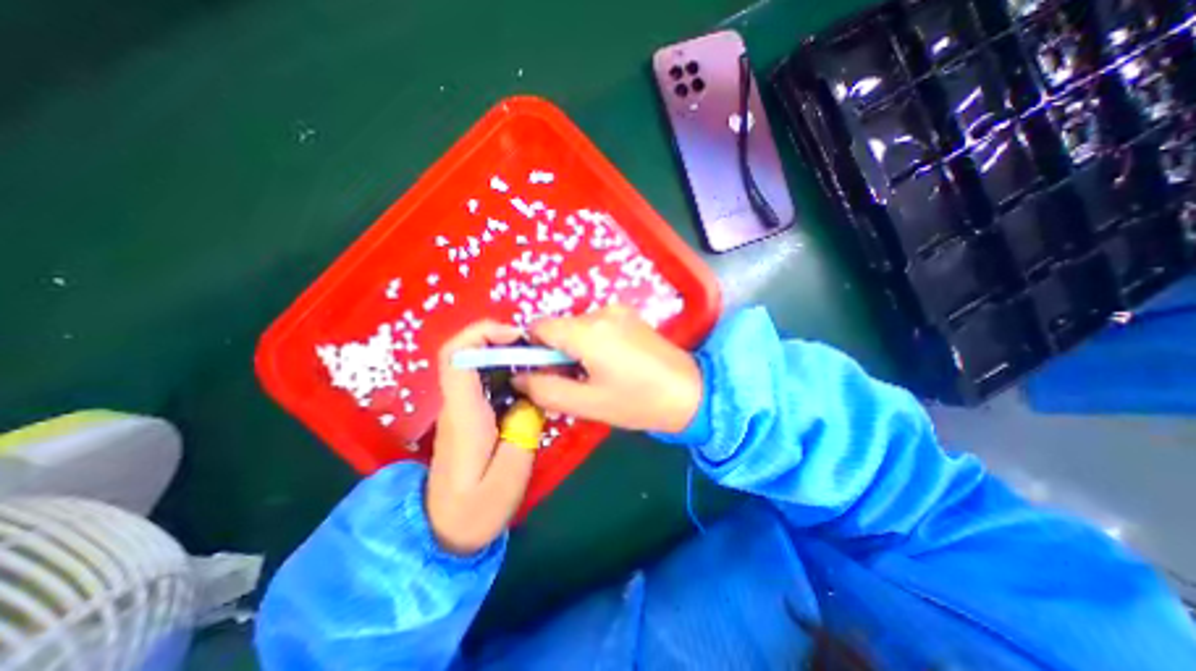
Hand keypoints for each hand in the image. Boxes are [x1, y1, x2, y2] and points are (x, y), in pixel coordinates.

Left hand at [422, 319, 529, 554]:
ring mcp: (463, 408)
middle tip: (538, 347)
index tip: (515, 335)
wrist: (445, 532)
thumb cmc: (475, 510)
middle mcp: (458, 404)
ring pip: (479, 364)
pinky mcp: (472, 414)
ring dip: (509, 354)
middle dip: (502, 339)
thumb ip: (523, 431)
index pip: (455, 358)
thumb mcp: (509, 476)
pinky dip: (510, 372)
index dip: (481, 334)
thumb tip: (531, 397)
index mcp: (464, 414)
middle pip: (467, 352)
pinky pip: (488, 380)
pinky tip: (533, 383)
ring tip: (541, 361)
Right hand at [512, 304, 703, 432]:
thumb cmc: (638, 402)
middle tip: (575, 381)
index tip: (544, 372)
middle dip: (556, 352)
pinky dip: (592, 342)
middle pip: (559, 327)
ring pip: (577, 327)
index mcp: (588, 331)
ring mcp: (618, 310)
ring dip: (575, 348)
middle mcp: (601, 312)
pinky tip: (611, 363)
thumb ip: (546, 389)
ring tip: (597, 375)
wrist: (691, 392)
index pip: (538, 327)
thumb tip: (519, 377)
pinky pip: (596, 325)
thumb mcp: (588, 403)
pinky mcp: (629, 315)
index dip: (532, 349)